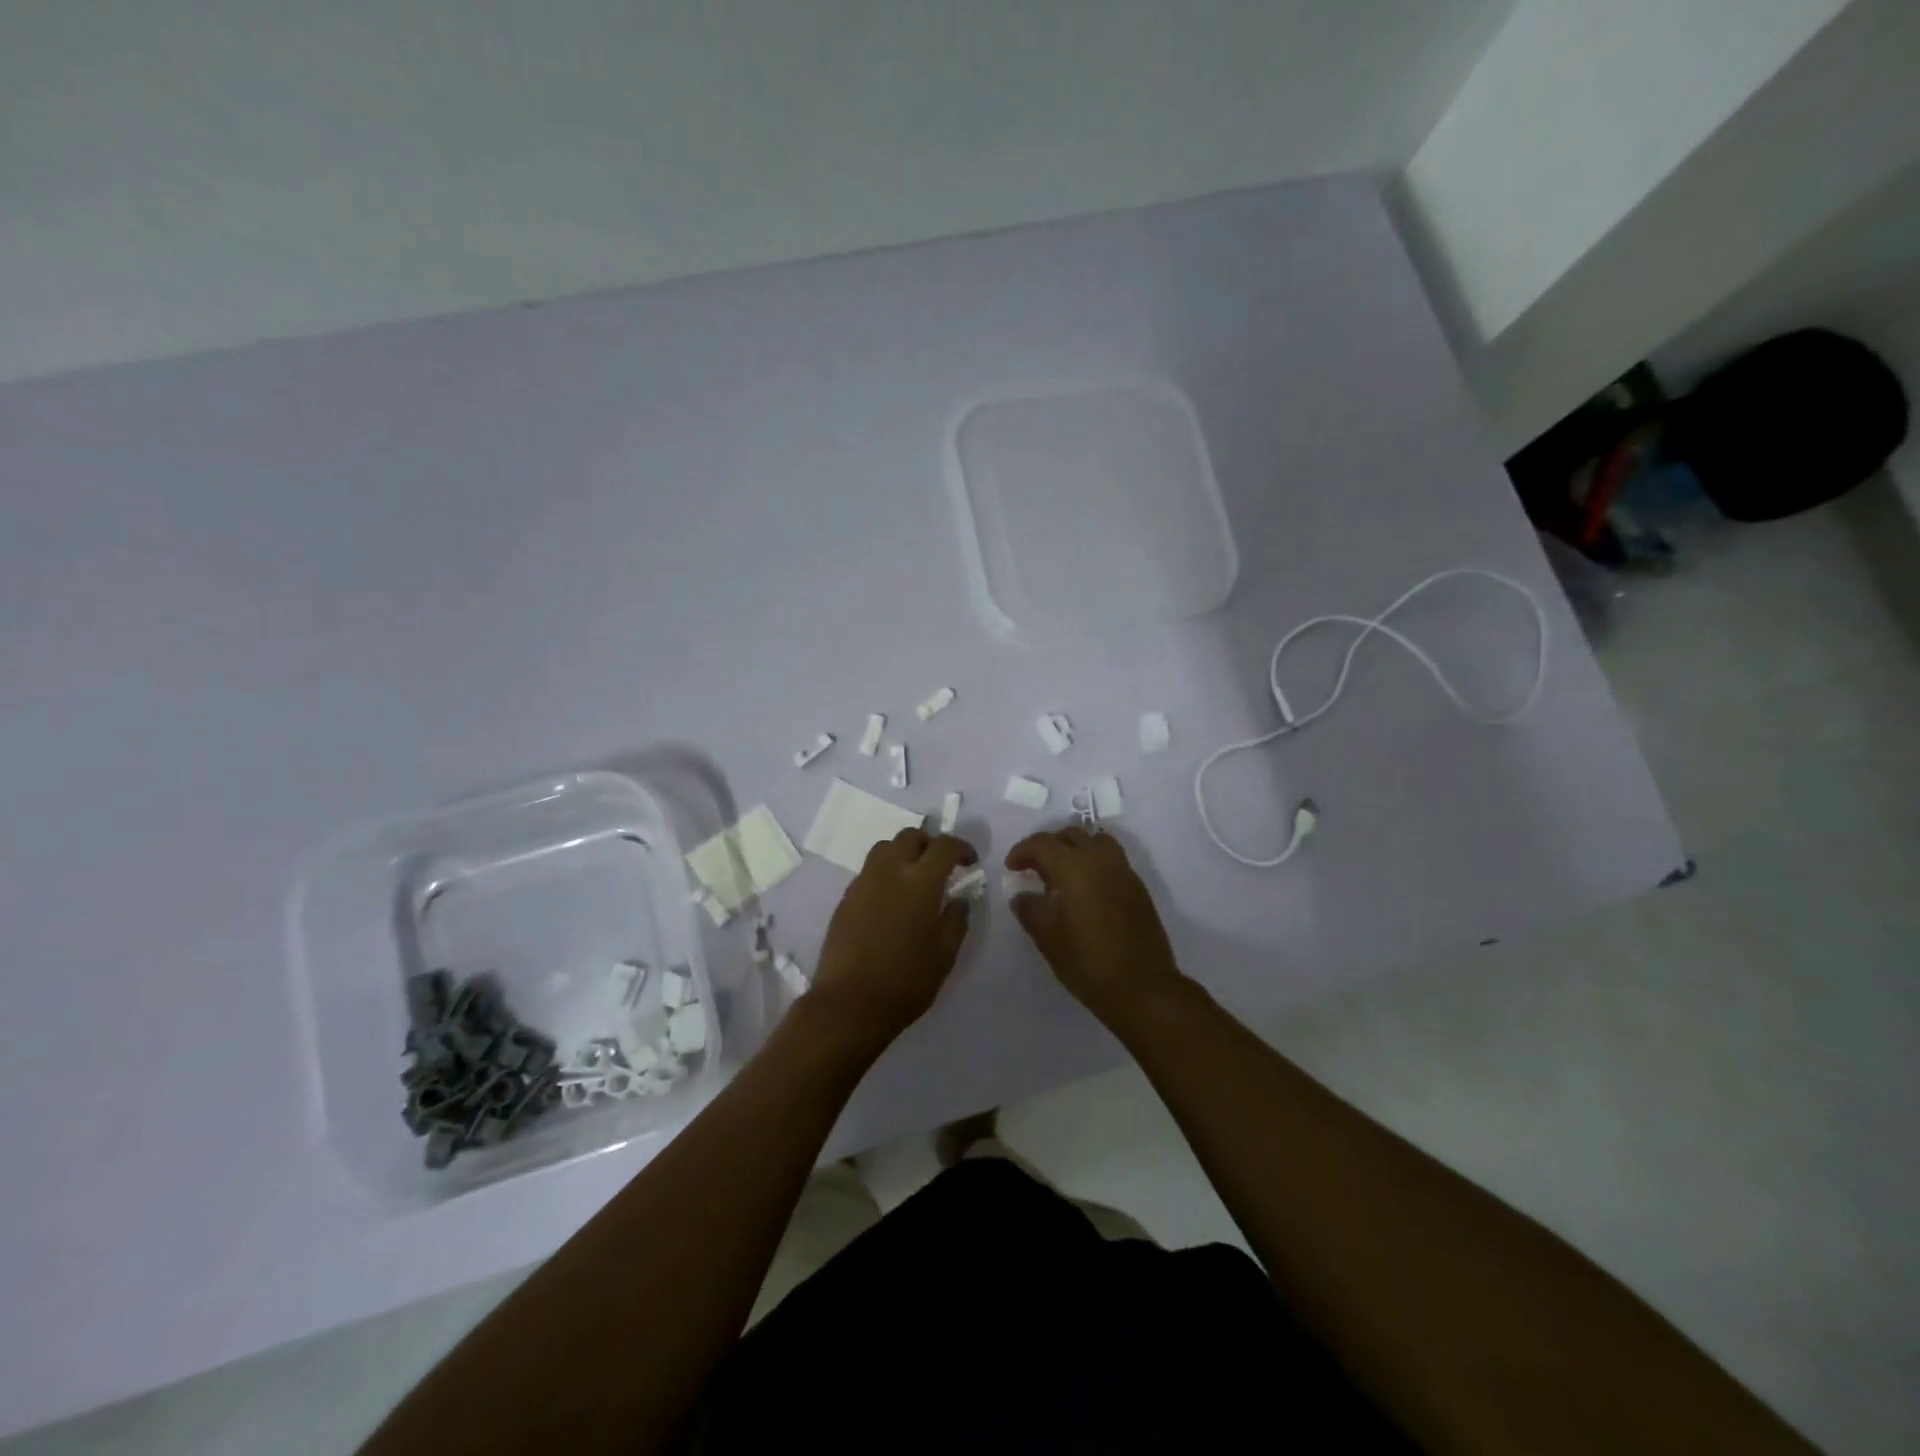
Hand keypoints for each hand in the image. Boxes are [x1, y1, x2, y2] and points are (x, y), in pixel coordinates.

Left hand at [808, 829, 976, 1053]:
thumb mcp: (945, 954)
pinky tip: (891, 900)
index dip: (961, 847)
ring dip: (904, 853)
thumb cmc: (906, 981)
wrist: (849, 1003)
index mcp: (920, 881)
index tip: (970, 861)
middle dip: (930, 844)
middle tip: (941, 865)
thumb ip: (956, 919)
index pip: (943, 845)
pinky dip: (885, 873)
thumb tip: (959, 899)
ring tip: (914, 878)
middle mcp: (889, 871)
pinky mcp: (845, 898)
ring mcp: (863, 883)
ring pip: (885, 848)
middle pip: (910, 837)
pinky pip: (869, 871)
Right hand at [1004, 828, 1184, 1025]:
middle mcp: (1100, 859)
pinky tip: (1085, 889)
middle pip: (1070, 834)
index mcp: (1074, 866)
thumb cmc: (1087, 961)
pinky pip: (1111, 859)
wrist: (1142, 986)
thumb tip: (1022, 895)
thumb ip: (1030, 909)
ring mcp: (1123, 870)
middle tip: (1034, 868)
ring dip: (1075, 849)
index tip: (1011, 867)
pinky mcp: (1137, 886)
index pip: (1042, 843)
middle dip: (1048, 846)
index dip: (1022, 851)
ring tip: (1062, 873)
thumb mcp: (1047, 937)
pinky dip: (1094, 862)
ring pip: (1095, 841)